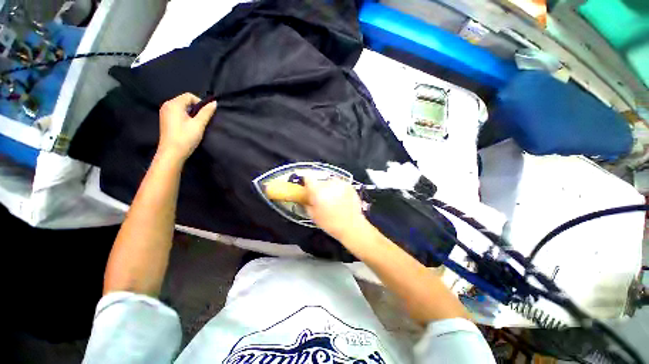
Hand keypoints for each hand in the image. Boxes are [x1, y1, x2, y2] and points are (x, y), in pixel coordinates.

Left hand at [157, 93, 216, 161]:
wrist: (172, 153)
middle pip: (185, 101)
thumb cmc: (185, 137)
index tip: (205, 115)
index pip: (189, 96)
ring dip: (191, 114)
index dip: (200, 103)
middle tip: (201, 121)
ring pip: (182, 107)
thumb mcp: (199, 124)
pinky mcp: (165, 120)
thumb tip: (214, 103)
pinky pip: (177, 113)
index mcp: (174, 104)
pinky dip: (185, 117)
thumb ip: (206, 112)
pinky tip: (188, 127)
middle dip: (195, 109)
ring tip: (195, 125)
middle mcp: (167, 105)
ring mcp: (164, 113)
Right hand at [303, 177, 369, 240]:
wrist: (351, 226)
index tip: (308, 188)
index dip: (307, 183)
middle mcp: (329, 184)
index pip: (308, 178)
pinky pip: (340, 184)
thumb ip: (307, 203)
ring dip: (330, 188)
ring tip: (333, 200)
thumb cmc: (330, 223)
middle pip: (320, 181)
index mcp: (317, 191)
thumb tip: (306, 197)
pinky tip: (341, 200)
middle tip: (322, 199)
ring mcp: (340, 184)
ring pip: (330, 182)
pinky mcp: (349, 185)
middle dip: (319, 189)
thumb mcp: (313, 215)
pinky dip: (339, 189)